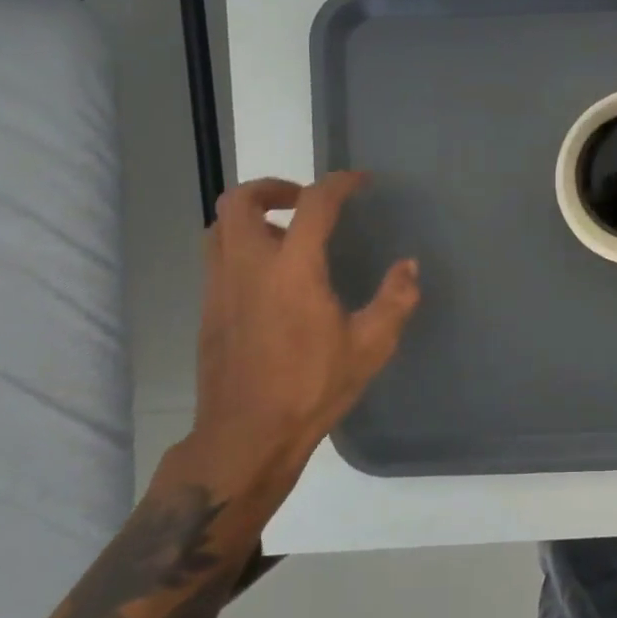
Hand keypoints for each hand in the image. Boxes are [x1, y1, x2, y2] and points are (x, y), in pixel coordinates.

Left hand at [173, 173, 419, 518]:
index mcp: (293, 270)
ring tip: (286, 233)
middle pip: (241, 201)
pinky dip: (241, 245)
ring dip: (252, 216)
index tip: (359, 182)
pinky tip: (271, 276)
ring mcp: (220, 287)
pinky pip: (216, 256)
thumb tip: (408, 267)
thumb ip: (395, 300)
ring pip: (220, 226)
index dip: (339, 184)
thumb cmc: (312, 388)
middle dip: (274, 187)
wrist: (247, 436)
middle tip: (305, 201)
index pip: (314, 204)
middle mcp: (248, 266)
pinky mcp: (208, 309)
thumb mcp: (370, 346)